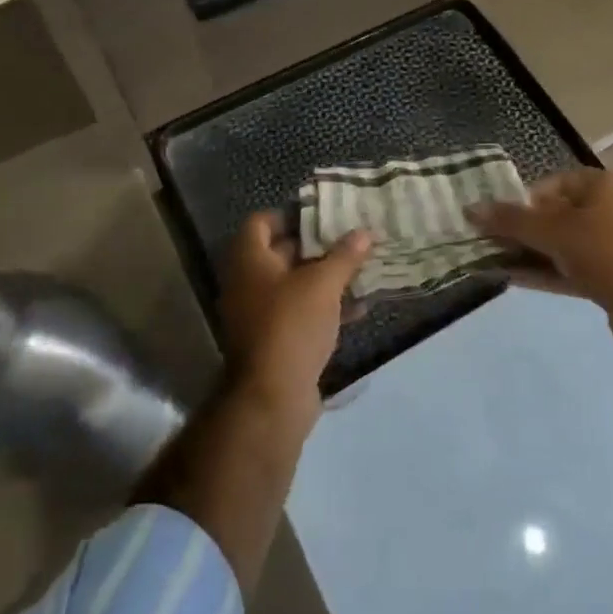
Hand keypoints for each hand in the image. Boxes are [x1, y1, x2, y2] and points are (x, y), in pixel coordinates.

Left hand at [218, 212, 370, 429]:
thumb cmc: (291, 325)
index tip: (322, 214)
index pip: (261, 222)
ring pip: (294, 285)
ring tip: (361, 269)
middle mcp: (248, 283)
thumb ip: (344, 256)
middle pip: (281, 253)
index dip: (290, 214)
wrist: (271, 398)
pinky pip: (301, 313)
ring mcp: (259, 314)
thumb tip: (364, 232)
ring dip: (325, 278)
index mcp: (249, 261)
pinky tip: (359, 307)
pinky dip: (325, 307)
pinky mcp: (275, 341)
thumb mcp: (323, 284)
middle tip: (349, 237)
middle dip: (316, 246)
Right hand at [469, 168, 612, 340]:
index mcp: (603, 186)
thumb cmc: (604, 252)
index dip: (524, 200)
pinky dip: (546, 272)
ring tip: (495, 262)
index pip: (553, 184)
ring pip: (564, 245)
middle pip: (557, 215)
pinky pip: (573, 269)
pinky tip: (514, 279)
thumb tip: (470, 209)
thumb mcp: (552, 231)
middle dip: (523, 230)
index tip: (501, 219)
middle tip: (493, 242)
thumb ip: (510, 220)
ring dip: (531, 253)